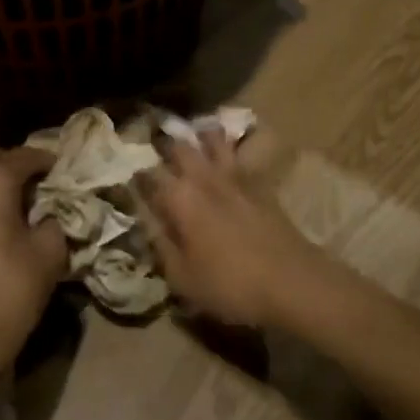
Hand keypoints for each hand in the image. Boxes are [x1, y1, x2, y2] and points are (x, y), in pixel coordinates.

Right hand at [137, 130, 322, 327]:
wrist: (293, 281)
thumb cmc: (231, 285)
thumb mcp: (183, 279)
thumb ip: (161, 248)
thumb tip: (146, 225)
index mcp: (179, 199)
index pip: (147, 176)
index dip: (134, 175)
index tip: (126, 176)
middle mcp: (203, 178)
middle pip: (178, 146)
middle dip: (162, 143)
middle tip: (153, 144)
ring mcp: (234, 176)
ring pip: (212, 138)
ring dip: (198, 134)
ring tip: (189, 134)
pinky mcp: (258, 181)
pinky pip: (238, 152)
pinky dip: (227, 144)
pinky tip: (225, 148)